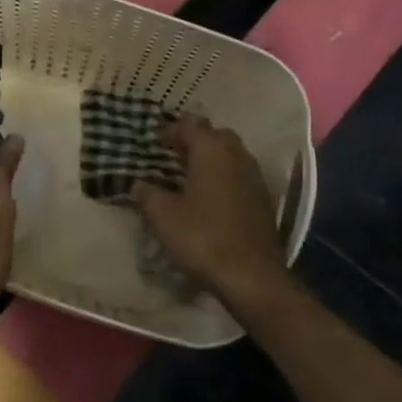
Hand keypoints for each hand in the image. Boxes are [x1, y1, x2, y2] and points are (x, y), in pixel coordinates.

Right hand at [133, 115, 291, 306]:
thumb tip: (137, 184)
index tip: (153, 141)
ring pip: (230, 155)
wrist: (251, 276)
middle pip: (215, 135)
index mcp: (212, 151)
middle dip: (194, 140)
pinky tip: (209, 196)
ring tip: (188, 174)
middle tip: (172, 154)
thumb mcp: (163, 216)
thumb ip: (147, 194)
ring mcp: (254, 177)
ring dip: (210, 158)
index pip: (190, 125)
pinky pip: (239, 175)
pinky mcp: (263, 200)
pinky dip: (223, 177)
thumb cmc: (202, 237)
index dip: (169, 130)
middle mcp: (237, 156)